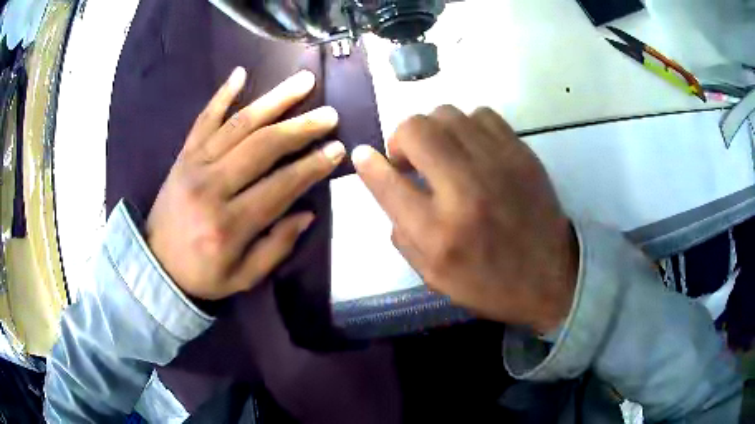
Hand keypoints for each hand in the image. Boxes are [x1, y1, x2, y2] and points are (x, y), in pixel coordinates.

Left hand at [146, 68, 344, 299]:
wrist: (155, 265)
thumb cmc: (202, 274)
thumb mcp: (243, 277)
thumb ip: (276, 247)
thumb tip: (306, 212)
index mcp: (229, 225)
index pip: (279, 187)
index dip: (311, 167)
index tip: (337, 149)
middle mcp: (211, 188)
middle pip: (262, 147)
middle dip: (300, 127)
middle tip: (329, 114)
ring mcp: (194, 166)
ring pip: (238, 125)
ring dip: (274, 100)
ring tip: (303, 81)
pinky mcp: (183, 156)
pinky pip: (203, 120)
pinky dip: (221, 95)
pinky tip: (240, 73)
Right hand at [352, 106, 577, 332]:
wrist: (550, 277)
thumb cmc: (487, 283)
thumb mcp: (432, 274)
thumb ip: (399, 229)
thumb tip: (379, 175)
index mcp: (439, 232)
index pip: (388, 181)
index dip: (369, 163)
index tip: (364, 155)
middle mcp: (466, 189)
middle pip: (415, 128)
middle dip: (401, 140)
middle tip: (410, 161)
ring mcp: (499, 164)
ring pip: (446, 114)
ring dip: (433, 130)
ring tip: (441, 154)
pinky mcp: (522, 153)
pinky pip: (481, 114)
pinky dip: (466, 126)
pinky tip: (471, 149)